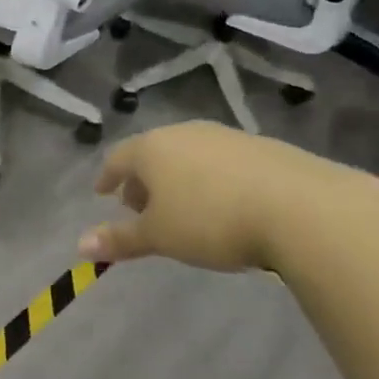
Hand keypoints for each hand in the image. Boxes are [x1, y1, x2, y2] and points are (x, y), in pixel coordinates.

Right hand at [78, 121, 378, 275]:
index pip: (118, 157)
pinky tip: (223, 203)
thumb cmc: (211, 219)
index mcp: (153, 148)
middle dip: (143, 179)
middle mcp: (185, 133)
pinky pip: (220, 161)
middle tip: (140, 206)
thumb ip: (120, 239)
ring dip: (177, 178)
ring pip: (188, 155)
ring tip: (181, 207)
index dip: (108, 176)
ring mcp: (224, 136)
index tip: (103, 192)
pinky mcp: (260, 147)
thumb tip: (80, 245)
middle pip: (153, 153)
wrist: (298, 206)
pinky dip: (209, 179)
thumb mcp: (160, 236)